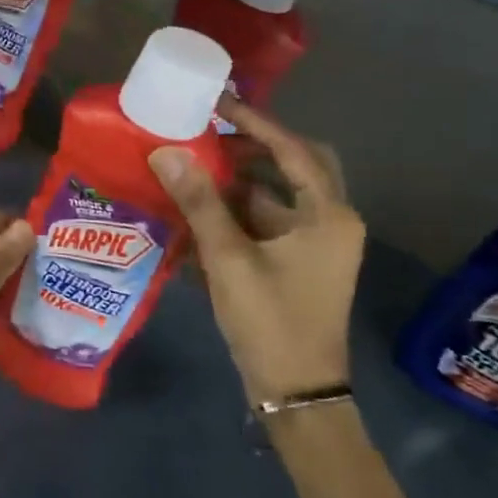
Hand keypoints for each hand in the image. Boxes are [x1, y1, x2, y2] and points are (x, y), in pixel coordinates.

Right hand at [149, 98, 362, 407]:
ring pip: (280, 193)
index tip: (217, 103)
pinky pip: (271, 220)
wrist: (297, 393)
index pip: (292, 150)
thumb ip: (199, 202)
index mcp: (328, 216)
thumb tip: (167, 151)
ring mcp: (318, 244)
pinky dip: (241, 209)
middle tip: (211, 133)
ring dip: (243, 178)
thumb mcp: (229, 259)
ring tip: (197, 165)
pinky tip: (203, 208)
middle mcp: (331, 222)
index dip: (254, 122)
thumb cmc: (270, 321)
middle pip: (295, 165)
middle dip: (254, 146)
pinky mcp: (302, 262)